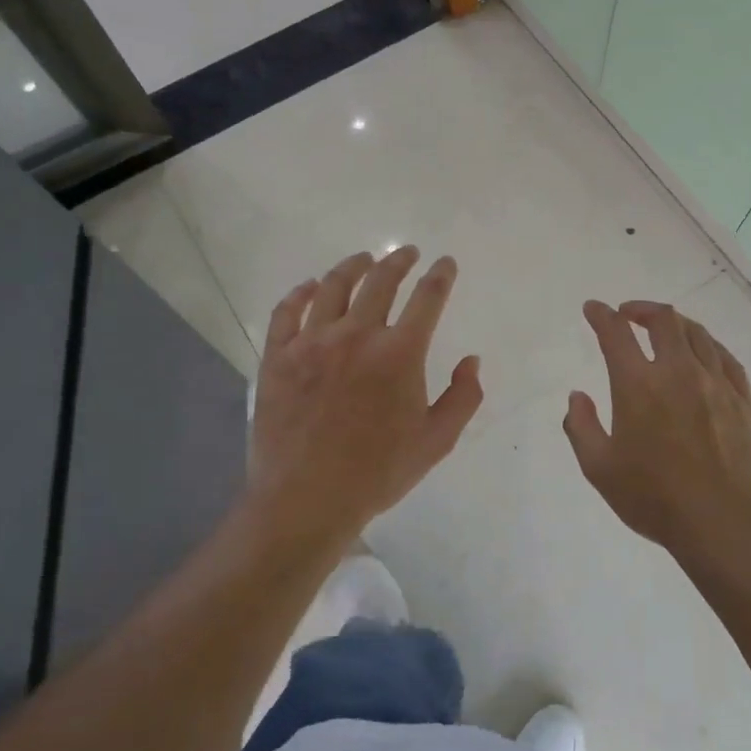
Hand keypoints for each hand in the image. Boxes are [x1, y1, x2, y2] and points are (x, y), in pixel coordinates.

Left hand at [245, 248, 482, 547]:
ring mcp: (312, 342)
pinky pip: (287, 311)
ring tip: (363, 259)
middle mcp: (357, 335)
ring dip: (352, 266)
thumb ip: (463, 397)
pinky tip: (309, 287)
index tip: (445, 263)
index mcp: (400, 353)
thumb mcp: (436, 441)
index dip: (441, 275)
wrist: (307, 498)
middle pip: (380, 281)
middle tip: (406, 253)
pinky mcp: (279, 356)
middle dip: (399, 261)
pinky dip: (300, 293)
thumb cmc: (377, 472)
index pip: (427, 298)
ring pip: (333, 286)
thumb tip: (472, 361)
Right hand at [564, 300, 750, 554]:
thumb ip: (581, 426)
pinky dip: (709, 345)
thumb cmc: (654, 498)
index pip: (616, 333)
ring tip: (665, 328)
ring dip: (675, 323)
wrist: (724, 524)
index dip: (601, 315)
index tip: (593, 308)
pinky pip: (726, 358)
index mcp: (638, 385)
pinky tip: (704, 352)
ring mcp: (716, 384)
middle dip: (642, 309)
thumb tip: (577, 396)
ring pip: (698, 334)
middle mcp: (678, 372)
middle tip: (629, 314)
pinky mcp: (743, 402)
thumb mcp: (599, 468)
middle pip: (664, 321)